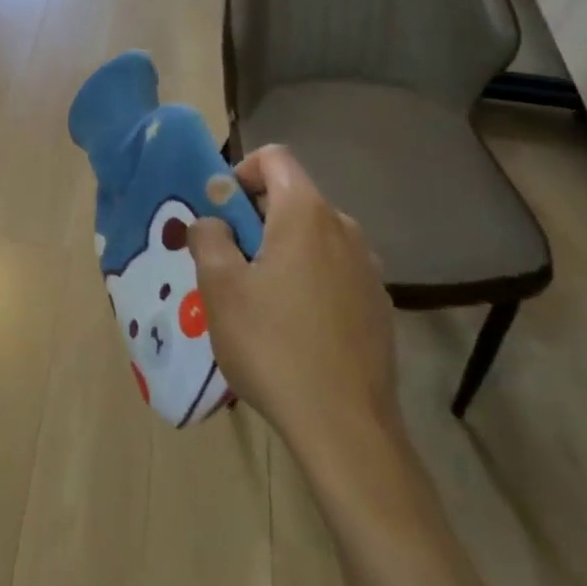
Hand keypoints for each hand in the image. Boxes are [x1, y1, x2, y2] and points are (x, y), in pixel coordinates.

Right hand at [186, 146, 401, 497]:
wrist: (346, 428)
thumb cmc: (273, 345)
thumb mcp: (220, 287)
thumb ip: (209, 238)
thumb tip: (212, 222)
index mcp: (306, 214)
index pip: (274, 158)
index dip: (240, 172)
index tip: (220, 213)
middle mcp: (345, 229)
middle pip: (292, 198)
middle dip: (253, 219)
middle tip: (227, 263)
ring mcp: (367, 269)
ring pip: (312, 238)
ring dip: (279, 251)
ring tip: (256, 301)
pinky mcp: (378, 305)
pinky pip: (332, 271)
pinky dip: (305, 280)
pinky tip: (291, 329)